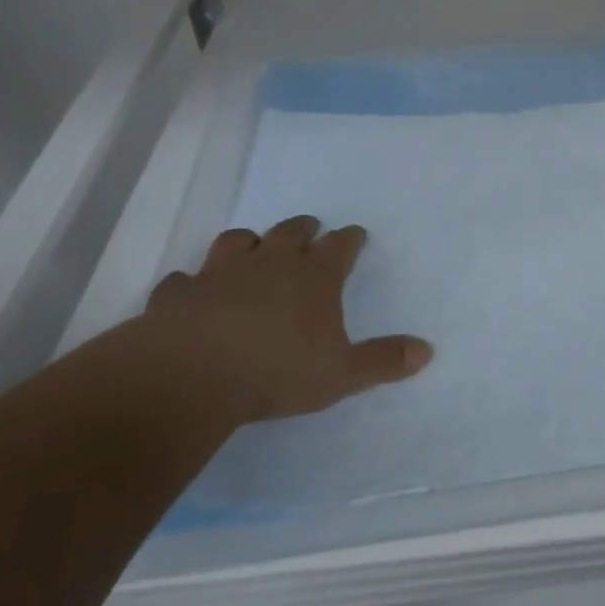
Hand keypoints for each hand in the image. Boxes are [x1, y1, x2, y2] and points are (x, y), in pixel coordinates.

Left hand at [132, 216, 432, 422]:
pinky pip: (184, 280)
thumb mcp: (341, 373)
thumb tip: (427, 351)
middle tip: (310, 230)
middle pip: (290, 231)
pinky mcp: (178, 294)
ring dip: (248, 242)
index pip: (340, 245)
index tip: (356, 235)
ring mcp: (220, 274)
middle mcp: (269, 264)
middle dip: (304, 229)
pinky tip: (191, 292)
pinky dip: (191, 284)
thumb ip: (383, 361)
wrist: (190, 376)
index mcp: (314, 276)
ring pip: (237, 242)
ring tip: (253, 248)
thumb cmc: (277, 371)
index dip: (350, 239)